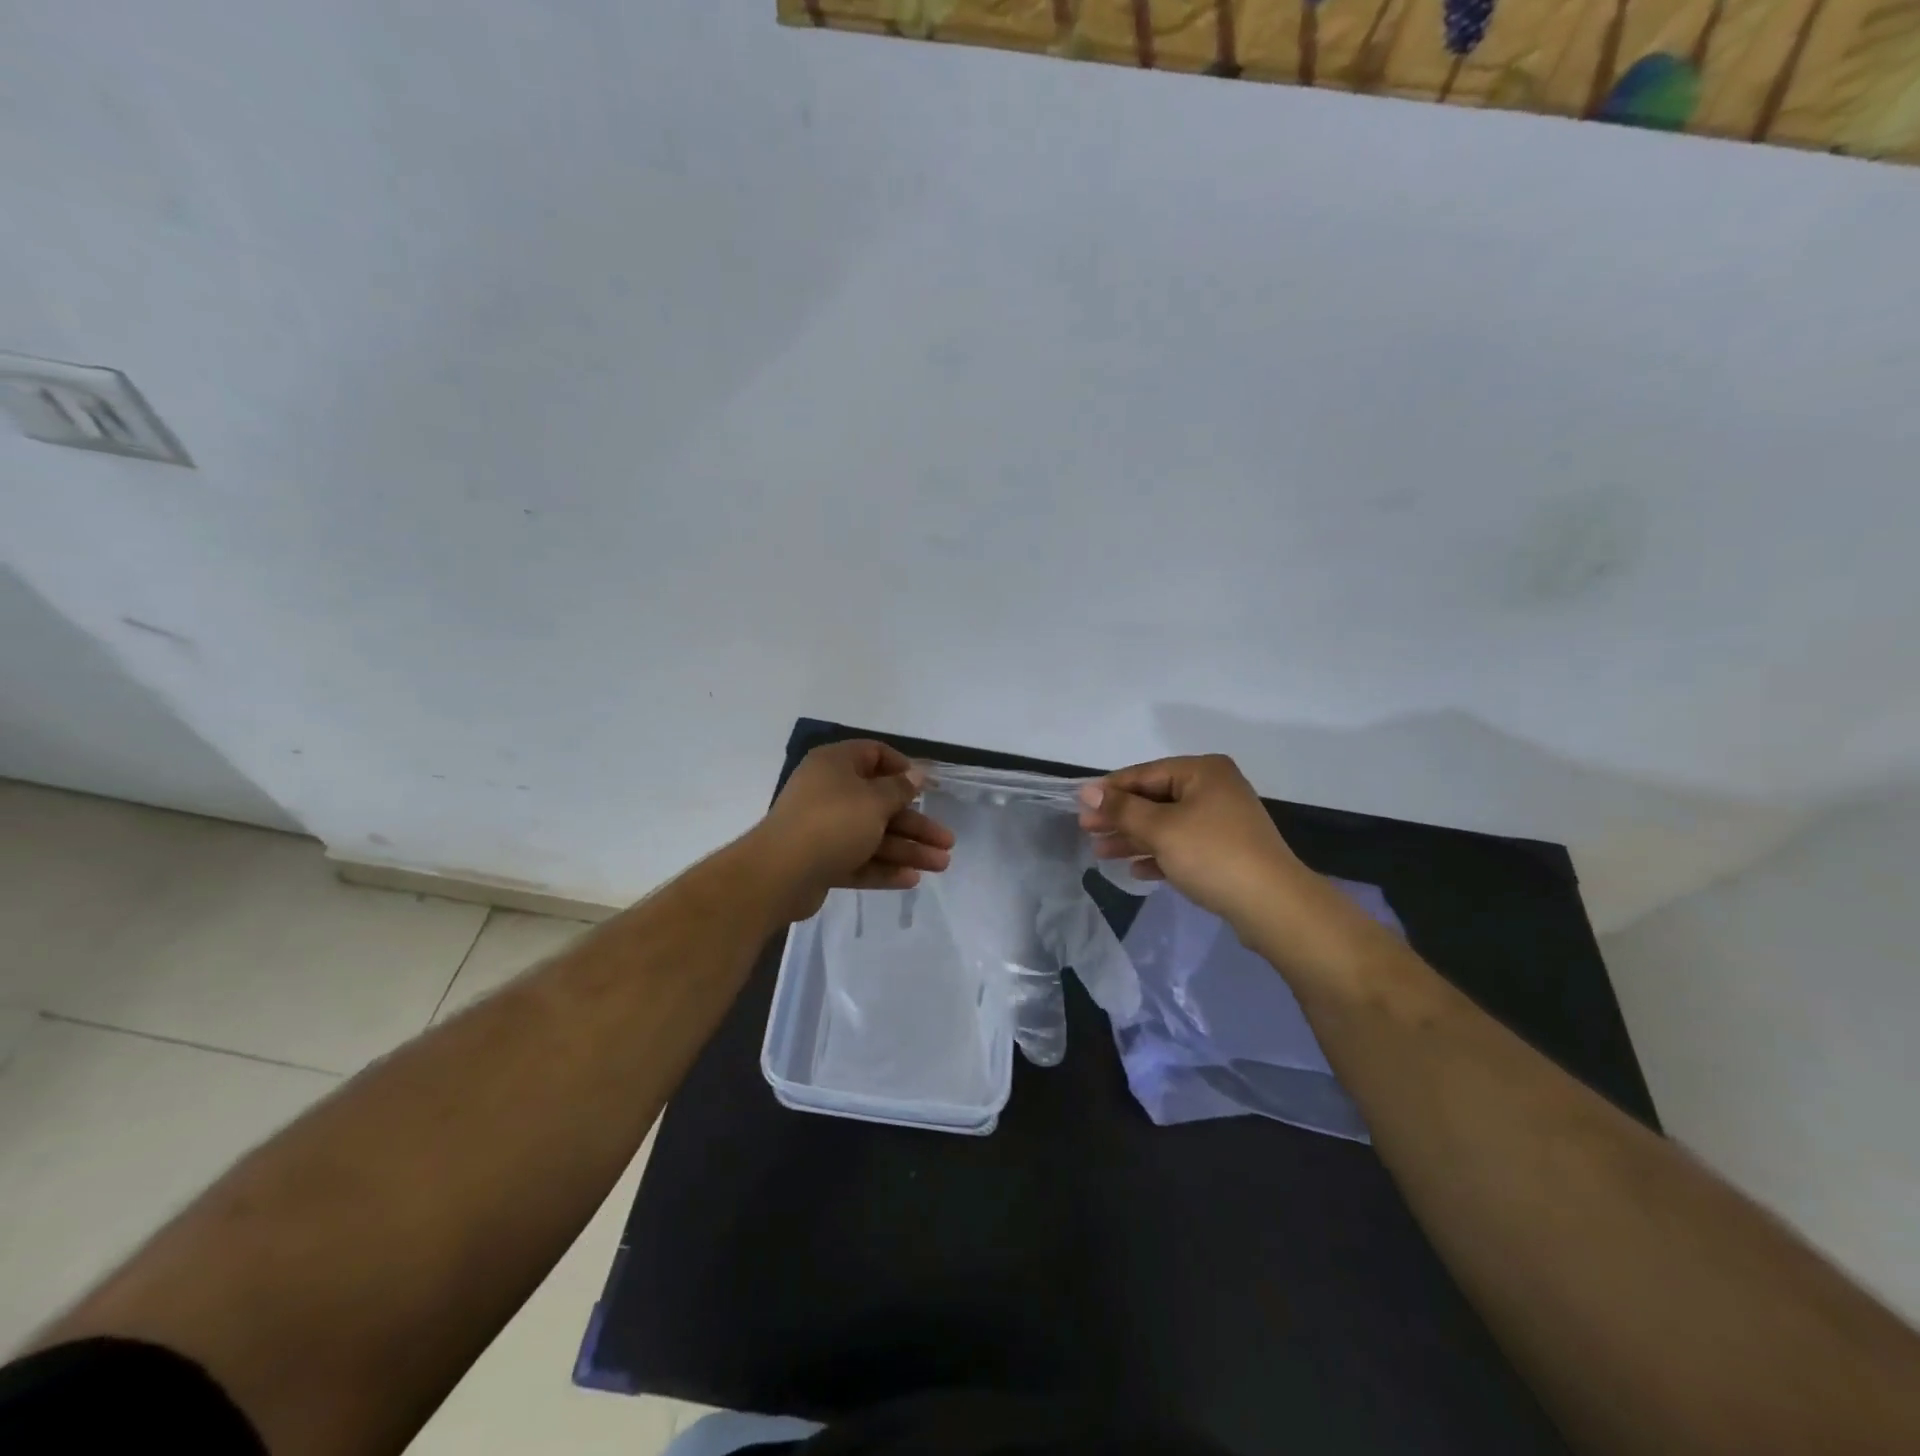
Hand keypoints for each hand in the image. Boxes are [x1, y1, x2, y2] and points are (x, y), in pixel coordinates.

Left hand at [753, 740, 954, 920]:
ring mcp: (824, 829)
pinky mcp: (821, 861)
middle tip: (947, 841)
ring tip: (941, 865)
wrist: (779, 874)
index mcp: (836, 765)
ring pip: (873, 835)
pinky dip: (884, 868)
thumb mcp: (874, 800)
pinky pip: (859, 860)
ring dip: (907, 849)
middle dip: (916, 823)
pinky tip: (912, 880)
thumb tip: (916, 773)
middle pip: (881, 803)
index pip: (874, 755)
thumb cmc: (832, 822)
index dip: (904, 768)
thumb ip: (899, 788)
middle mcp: (829, 792)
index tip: (928, 787)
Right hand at [1077, 754, 1306, 923]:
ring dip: (1134, 838)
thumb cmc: (1212, 855)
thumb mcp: (1160, 828)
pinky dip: (1158, 855)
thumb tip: (1087, 790)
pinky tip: (1135, 870)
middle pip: (1154, 799)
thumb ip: (1122, 808)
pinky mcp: (1225, 851)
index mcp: (1202, 772)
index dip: (1110, 790)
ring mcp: (1222, 821)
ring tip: (1100, 853)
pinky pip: (1182, 846)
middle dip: (1120, 817)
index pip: (1145, 773)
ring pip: (1166, 824)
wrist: (1273, 906)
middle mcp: (1214, 789)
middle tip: (1086, 831)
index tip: (1080, 806)